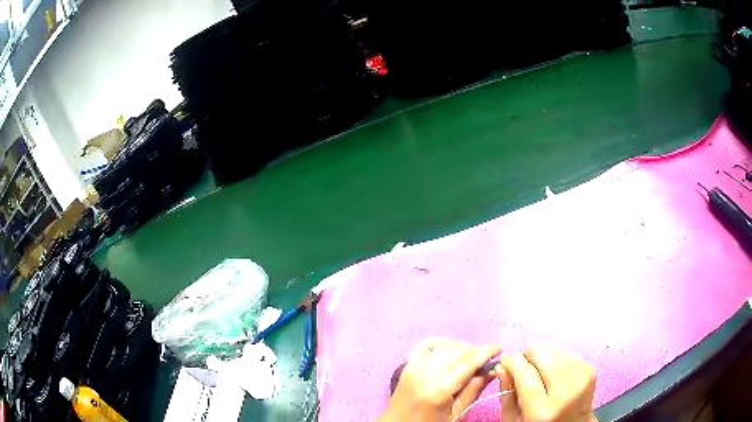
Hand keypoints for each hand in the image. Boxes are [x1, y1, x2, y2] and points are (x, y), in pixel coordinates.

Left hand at [381, 338, 500, 421]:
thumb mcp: (456, 414)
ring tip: (470, 359)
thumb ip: (473, 391)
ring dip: (461, 348)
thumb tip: (492, 370)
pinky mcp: (407, 365)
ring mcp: (414, 367)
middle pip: (457, 351)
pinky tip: (450, 350)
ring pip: (444, 346)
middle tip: (486, 360)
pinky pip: (426, 345)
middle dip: (476, 351)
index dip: (486, 352)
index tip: (499, 349)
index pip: (468, 362)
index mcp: (439, 389)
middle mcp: (425, 373)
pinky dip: (441, 343)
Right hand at [499, 346, 597, 421]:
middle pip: (541, 352)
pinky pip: (566, 353)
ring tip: (542, 376)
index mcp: (542, 410)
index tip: (505, 364)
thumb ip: (507, 394)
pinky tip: (555, 377)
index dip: (511, 362)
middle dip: (528, 357)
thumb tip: (503, 366)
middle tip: (523, 370)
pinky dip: (556, 361)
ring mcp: (581, 377)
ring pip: (553, 349)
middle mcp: (566, 390)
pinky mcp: (590, 369)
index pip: (524, 371)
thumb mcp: (514, 420)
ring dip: (543, 359)